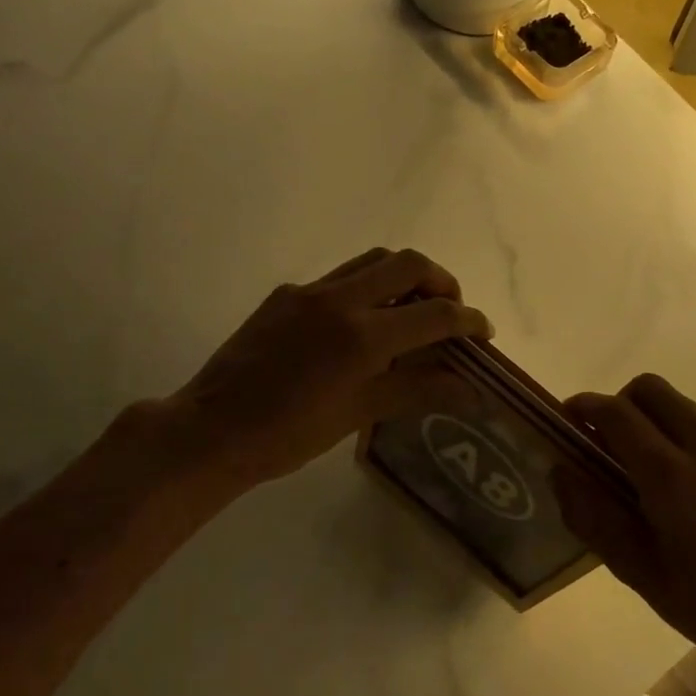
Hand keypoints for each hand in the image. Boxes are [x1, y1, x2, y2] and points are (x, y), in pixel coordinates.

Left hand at [167, 248, 491, 488]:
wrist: (211, 430)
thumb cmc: (289, 435)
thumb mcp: (360, 413)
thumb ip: (418, 389)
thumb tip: (471, 390)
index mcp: (363, 335)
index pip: (435, 313)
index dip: (468, 320)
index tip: (483, 333)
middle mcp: (340, 299)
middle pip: (408, 263)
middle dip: (441, 281)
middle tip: (450, 312)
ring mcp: (309, 291)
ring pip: (373, 260)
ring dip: (403, 276)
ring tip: (411, 309)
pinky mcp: (286, 294)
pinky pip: (339, 277)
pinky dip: (365, 288)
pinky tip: (360, 325)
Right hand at [557, 374, 695, 693]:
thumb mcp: (643, 574)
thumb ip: (594, 517)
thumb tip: (560, 472)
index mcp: (671, 474)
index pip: (616, 412)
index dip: (584, 408)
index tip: (567, 422)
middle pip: (650, 388)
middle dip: (619, 404)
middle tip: (607, 445)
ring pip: (682, 405)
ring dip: (653, 421)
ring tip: (649, 471)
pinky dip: (686, 438)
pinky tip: (693, 489)